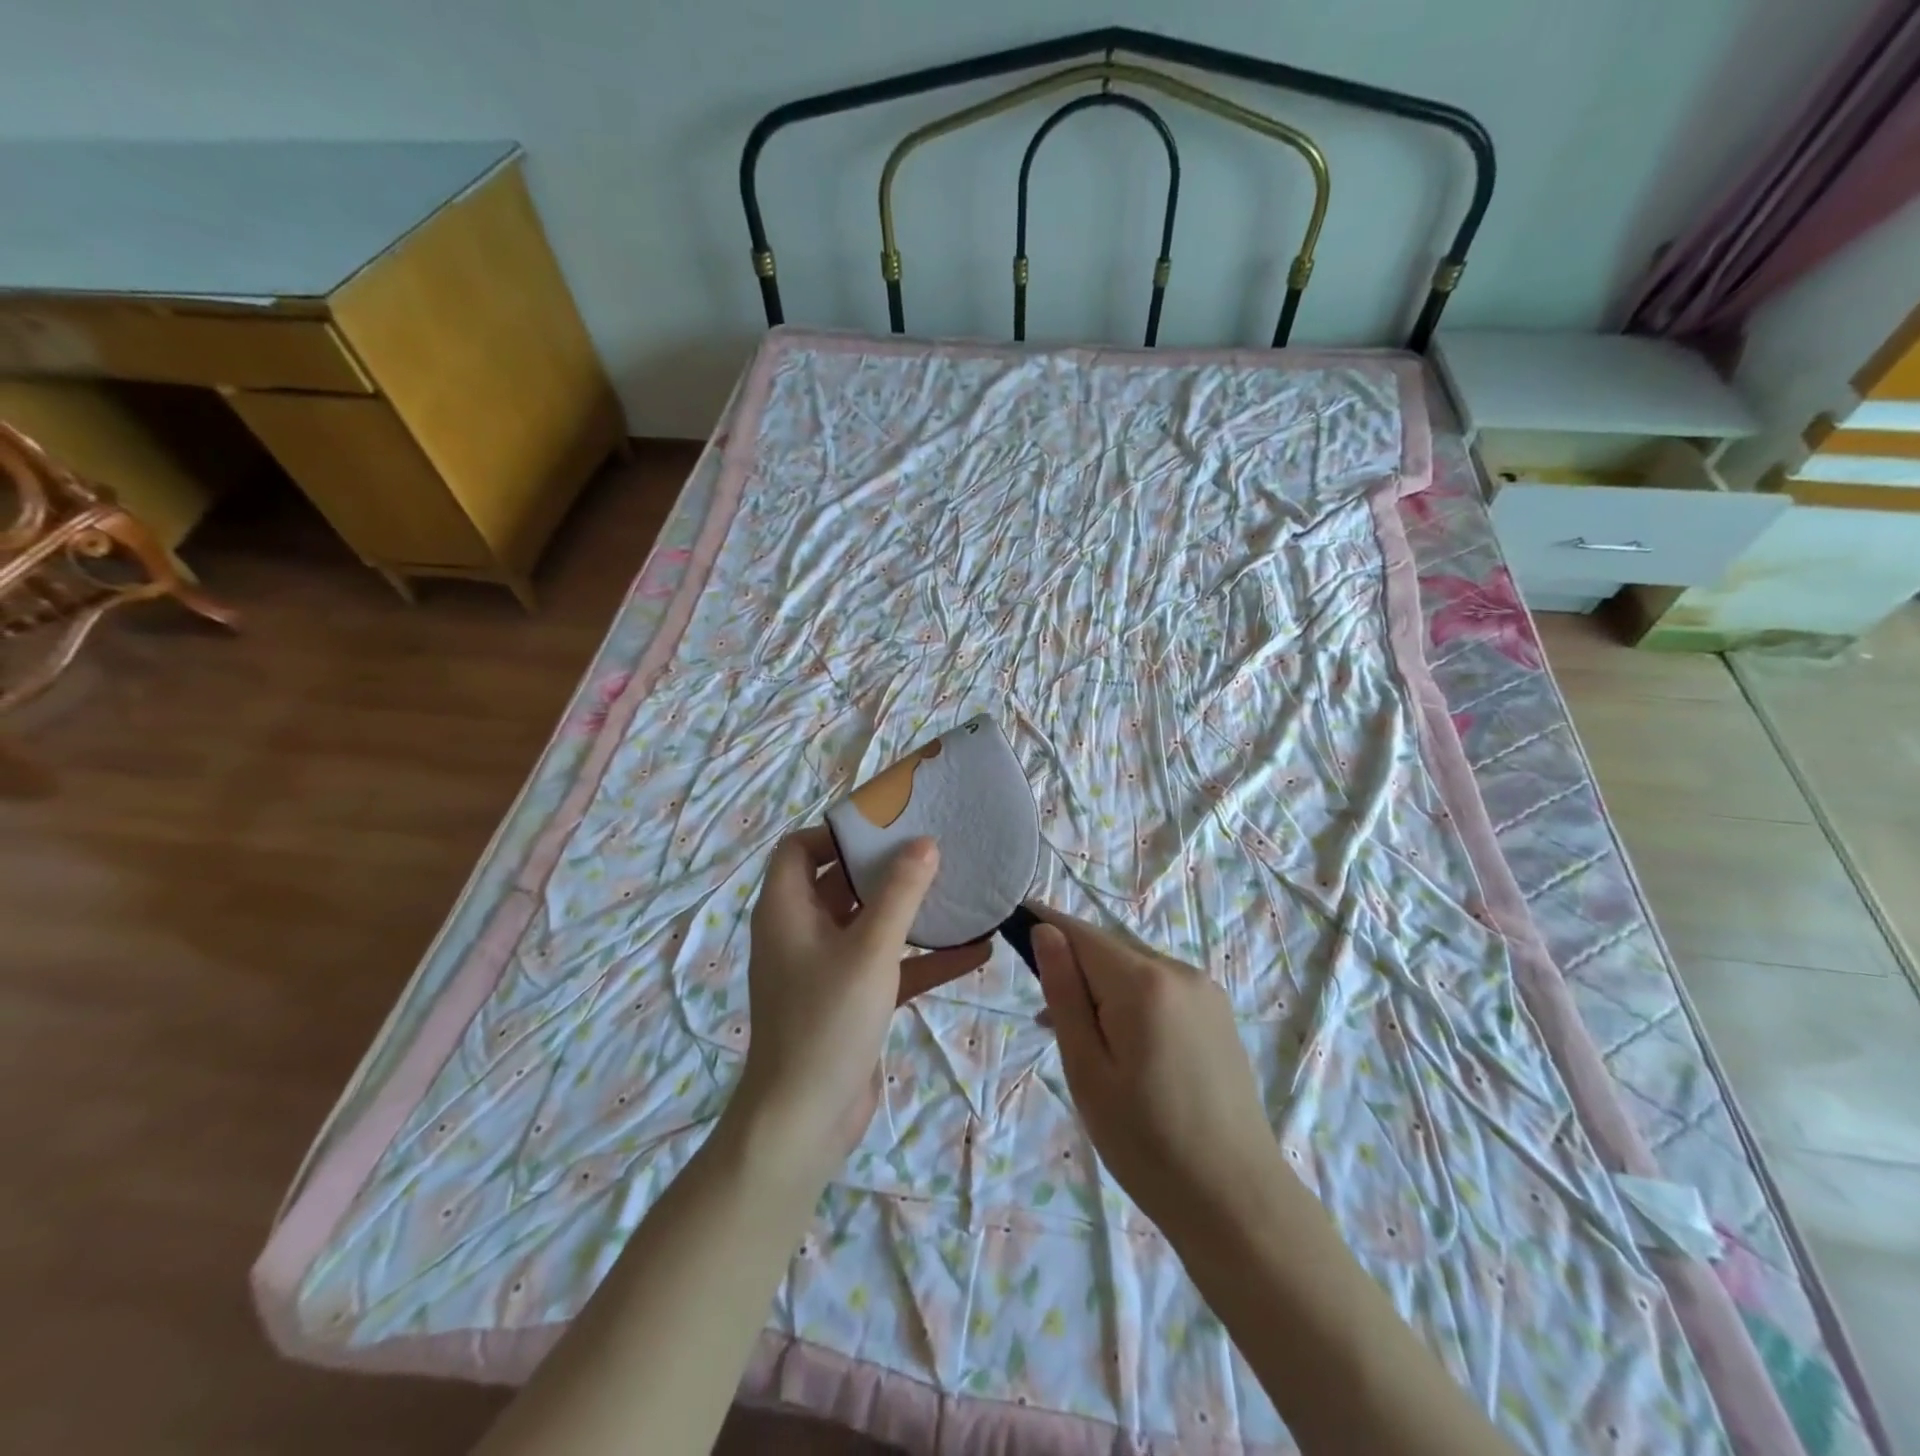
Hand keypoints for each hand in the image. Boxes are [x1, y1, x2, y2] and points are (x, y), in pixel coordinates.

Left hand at [730, 828, 986, 1178]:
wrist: (803, 1122)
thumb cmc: (827, 1022)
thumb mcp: (869, 950)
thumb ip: (900, 893)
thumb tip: (924, 843)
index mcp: (787, 910)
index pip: (799, 849)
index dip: (837, 833)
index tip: (886, 828)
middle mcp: (802, 932)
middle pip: (840, 882)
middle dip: (885, 867)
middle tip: (934, 849)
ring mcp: (826, 968)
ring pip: (870, 924)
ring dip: (911, 912)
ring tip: (959, 891)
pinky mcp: (851, 999)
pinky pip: (889, 965)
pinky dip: (923, 958)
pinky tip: (975, 951)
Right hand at [1030, 906, 1286, 1240]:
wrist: (1237, 1202)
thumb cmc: (1146, 1142)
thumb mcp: (1087, 1069)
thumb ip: (1064, 994)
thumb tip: (1045, 932)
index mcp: (1144, 981)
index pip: (1081, 933)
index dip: (1045, 926)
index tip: (1014, 926)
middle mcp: (1179, 970)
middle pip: (1109, 952)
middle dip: (1075, 971)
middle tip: (1049, 1024)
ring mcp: (1205, 992)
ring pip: (1135, 971)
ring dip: (1103, 991)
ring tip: (1085, 1047)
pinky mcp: (1218, 1015)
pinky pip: (1161, 990)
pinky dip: (1133, 1004)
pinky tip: (1126, 1051)